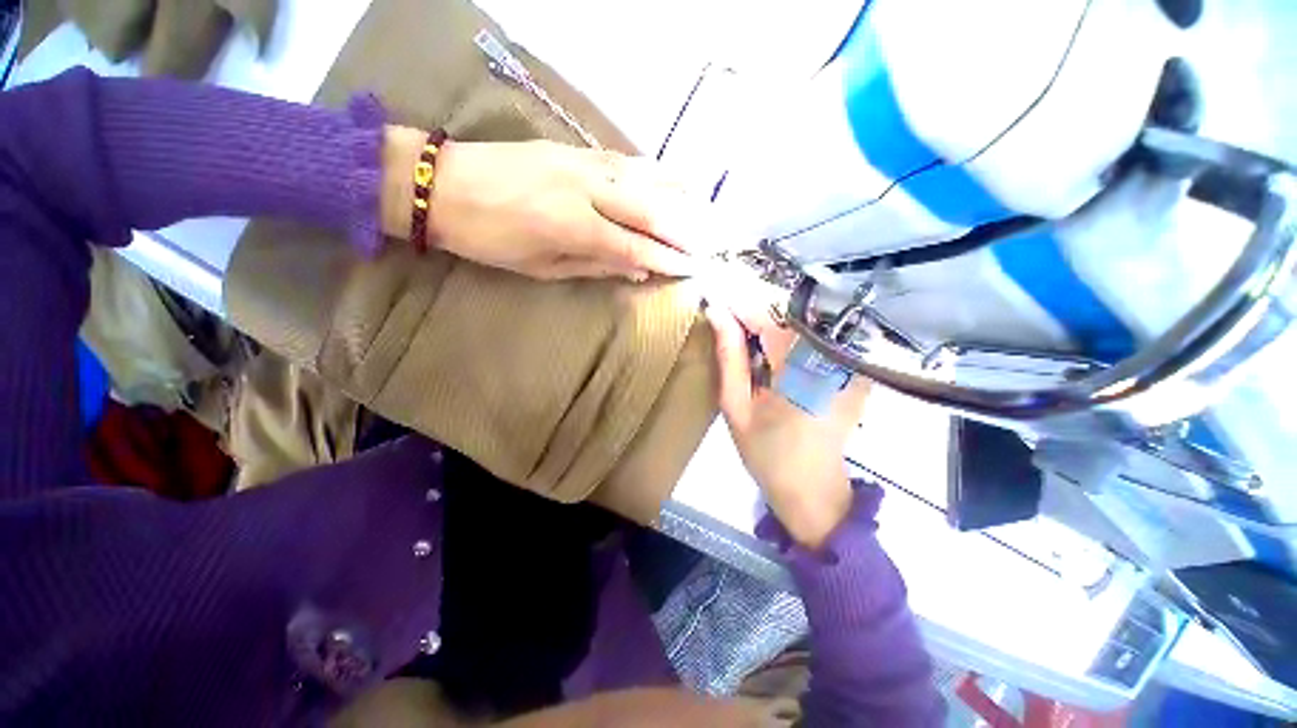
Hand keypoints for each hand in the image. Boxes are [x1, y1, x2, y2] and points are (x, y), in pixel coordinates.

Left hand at [381, 128, 703, 279]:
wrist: (444, 184)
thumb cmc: (490, 238)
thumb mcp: (540, 267)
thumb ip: (593, 266)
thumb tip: (635, 272)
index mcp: (573, 227)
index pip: (635, 247)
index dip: (667, 261)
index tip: (692, 270)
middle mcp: (585, 190)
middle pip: (650, 209)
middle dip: (684, 230)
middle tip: (709, 245)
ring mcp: (582, 162)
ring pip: (644, 177)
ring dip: (678, 195)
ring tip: (703, 211)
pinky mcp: (575, 148)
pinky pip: (625, 160)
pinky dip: (654, 172)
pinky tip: (671, 181)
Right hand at [704, 286, 871, 548]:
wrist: (812, 489)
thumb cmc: (766, 453)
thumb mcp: (735, 407)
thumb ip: (729, 358)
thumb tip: (717, 314)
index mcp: (798, 373)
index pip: (767, 318)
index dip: (739, 300)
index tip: (715, 287)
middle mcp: (830, 360)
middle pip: (787, 313)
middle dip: (753, 304)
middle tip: (724, 302)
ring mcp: (847, 363)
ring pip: (802, 320)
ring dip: (769, 316)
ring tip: (741, 320)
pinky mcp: (851, 368)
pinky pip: (815, 335)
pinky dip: (787, 330)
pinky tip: (769, 339)